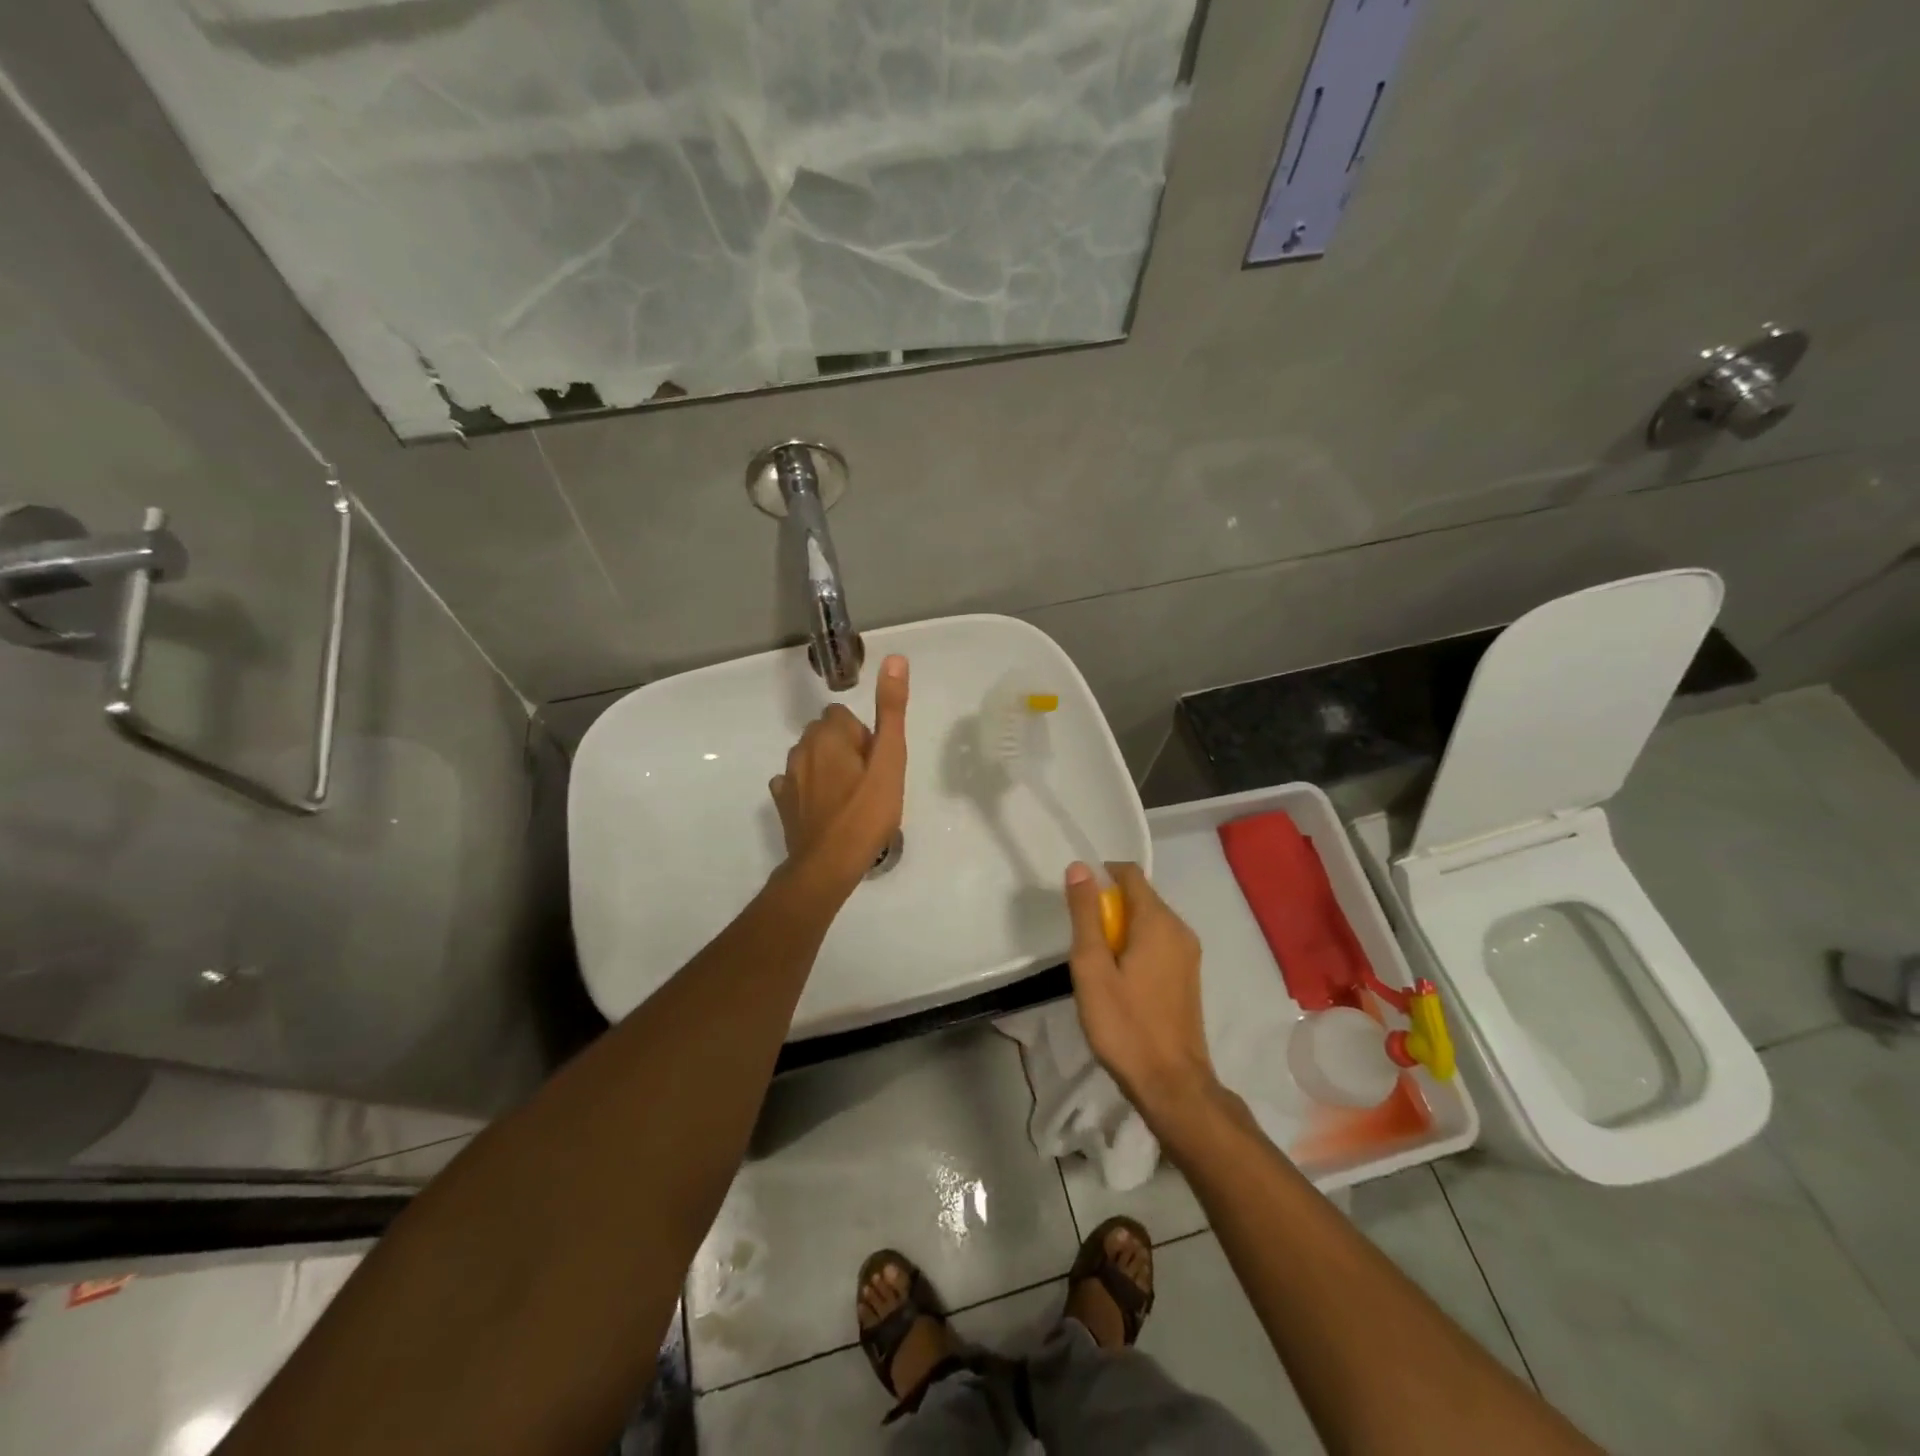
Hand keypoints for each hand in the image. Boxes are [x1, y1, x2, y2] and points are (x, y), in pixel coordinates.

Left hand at [769, 654, 909, 889]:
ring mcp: (788, 777)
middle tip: (868, 783)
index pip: (843, 716)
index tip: (875, 764)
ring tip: (850, 800)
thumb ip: (891, 710)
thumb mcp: (890, 760)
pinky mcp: (782, 802)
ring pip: (811, 758)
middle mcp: (801, 748)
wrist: (828, 865)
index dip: (864, 738)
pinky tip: (826, 810)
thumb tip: (895, 659)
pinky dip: (809, 789)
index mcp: (828, 734)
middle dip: (845, 749)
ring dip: (828, 768)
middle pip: (826, 734)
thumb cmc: (866, 812)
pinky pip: (796, 783)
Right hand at [1064, 861, 1219, 1126]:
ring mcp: (1188, 954)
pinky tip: (1119, 980)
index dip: (1100, 876)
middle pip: (1140, 896)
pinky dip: (1136, 946)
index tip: (1077, 902)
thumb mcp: (1092, 967)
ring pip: (1148, 921)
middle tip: (1083, 942)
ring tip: (1097, 964)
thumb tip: (1080, 868)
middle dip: (1108, 907)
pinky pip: (1158, 942)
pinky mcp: (1188, 975)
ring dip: (1120, 929)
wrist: (1171, 1084)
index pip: (1130, 873)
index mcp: (1158, 921)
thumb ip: (1085, 914)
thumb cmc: (1125, 1024)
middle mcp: (1180, 929)